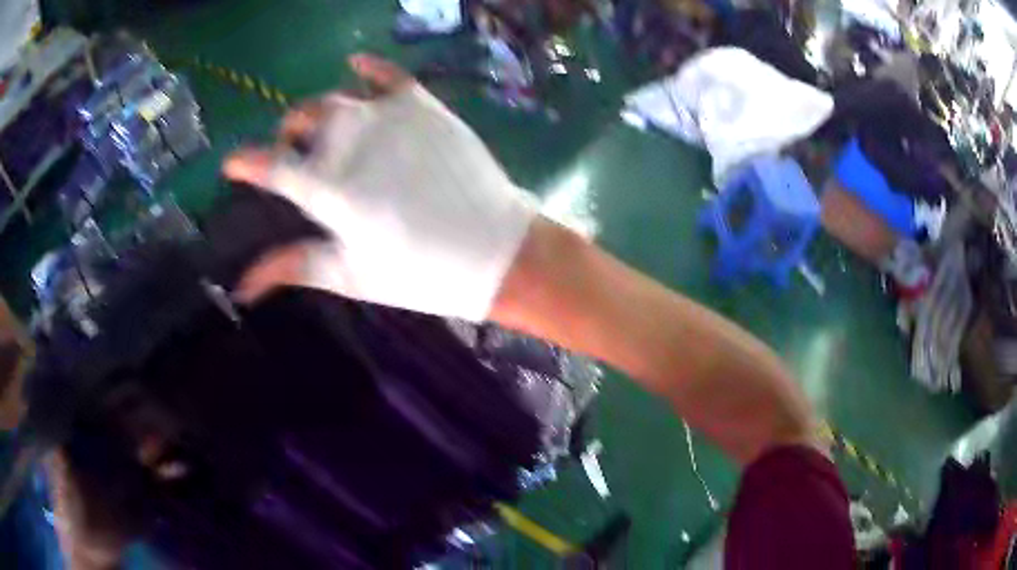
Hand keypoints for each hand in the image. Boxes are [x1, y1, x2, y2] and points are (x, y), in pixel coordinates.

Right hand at [225, 55, 536, 320]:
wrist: (497, 250)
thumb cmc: (423, 273)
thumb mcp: (351, 275)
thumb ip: (292, 268)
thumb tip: (242, 287)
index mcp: (330, 188)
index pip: (270, 166)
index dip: (245, 163)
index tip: (231, 165)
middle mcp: (352, 141)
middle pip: (300, 122)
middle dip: (288, 138)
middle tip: (295, 156)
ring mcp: (389, 115)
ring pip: (334, 99)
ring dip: (318, 113)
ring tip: (323, 131)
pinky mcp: (423, 104)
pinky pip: (386, 74)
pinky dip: (367, 66)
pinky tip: (355, 63)